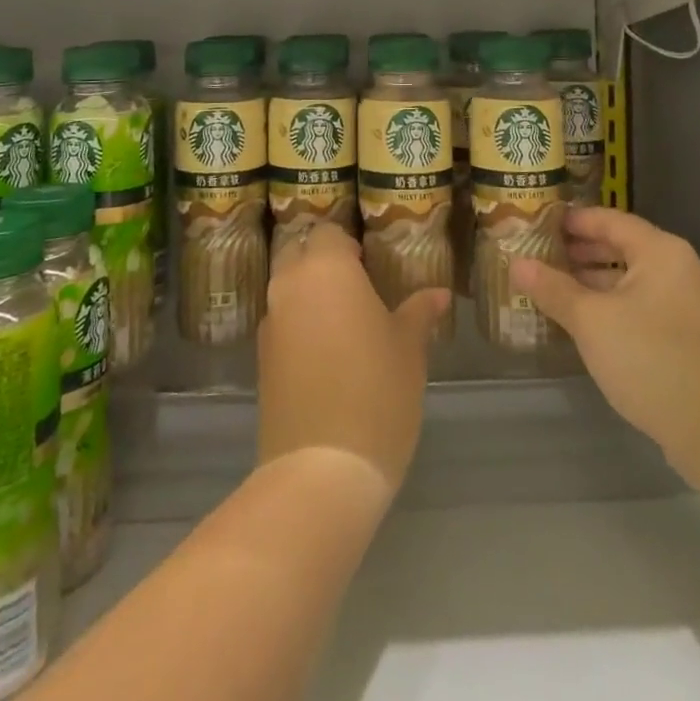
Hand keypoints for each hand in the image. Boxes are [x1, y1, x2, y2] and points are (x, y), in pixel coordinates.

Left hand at [257, 224, 450, 490]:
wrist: (322, 468)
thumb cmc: (377, 391)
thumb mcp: (409, 348)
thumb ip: (419, 313)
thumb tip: (438, 294)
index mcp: (327, 268)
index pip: (329, 232)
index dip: (348, 243)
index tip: (369, 262)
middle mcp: (290, 285)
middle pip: (298, 252)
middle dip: (320, 260)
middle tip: (355, 283)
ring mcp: (270, 322)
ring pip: (285, 287)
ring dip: (307, 291)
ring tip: (342, 318)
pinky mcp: (261, 358)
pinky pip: (279, 322)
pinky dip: (297, 323)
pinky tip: (324, 351)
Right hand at [510, 207, 699, 487]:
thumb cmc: (651, 359)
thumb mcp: (591, 321)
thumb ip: (553, 289)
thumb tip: (516, 263)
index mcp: (660, 251)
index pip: (608, 219)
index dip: (571, 220)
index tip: (535, 222)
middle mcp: (676, 267)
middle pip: (620, 246)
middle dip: (578, 250)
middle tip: (536, 253)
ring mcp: (685, 302)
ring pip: (628, 277)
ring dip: (591, 279)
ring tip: (550, 285)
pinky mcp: (685, 334)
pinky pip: (639, 303)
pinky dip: (609, 303)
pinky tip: (581, 318)